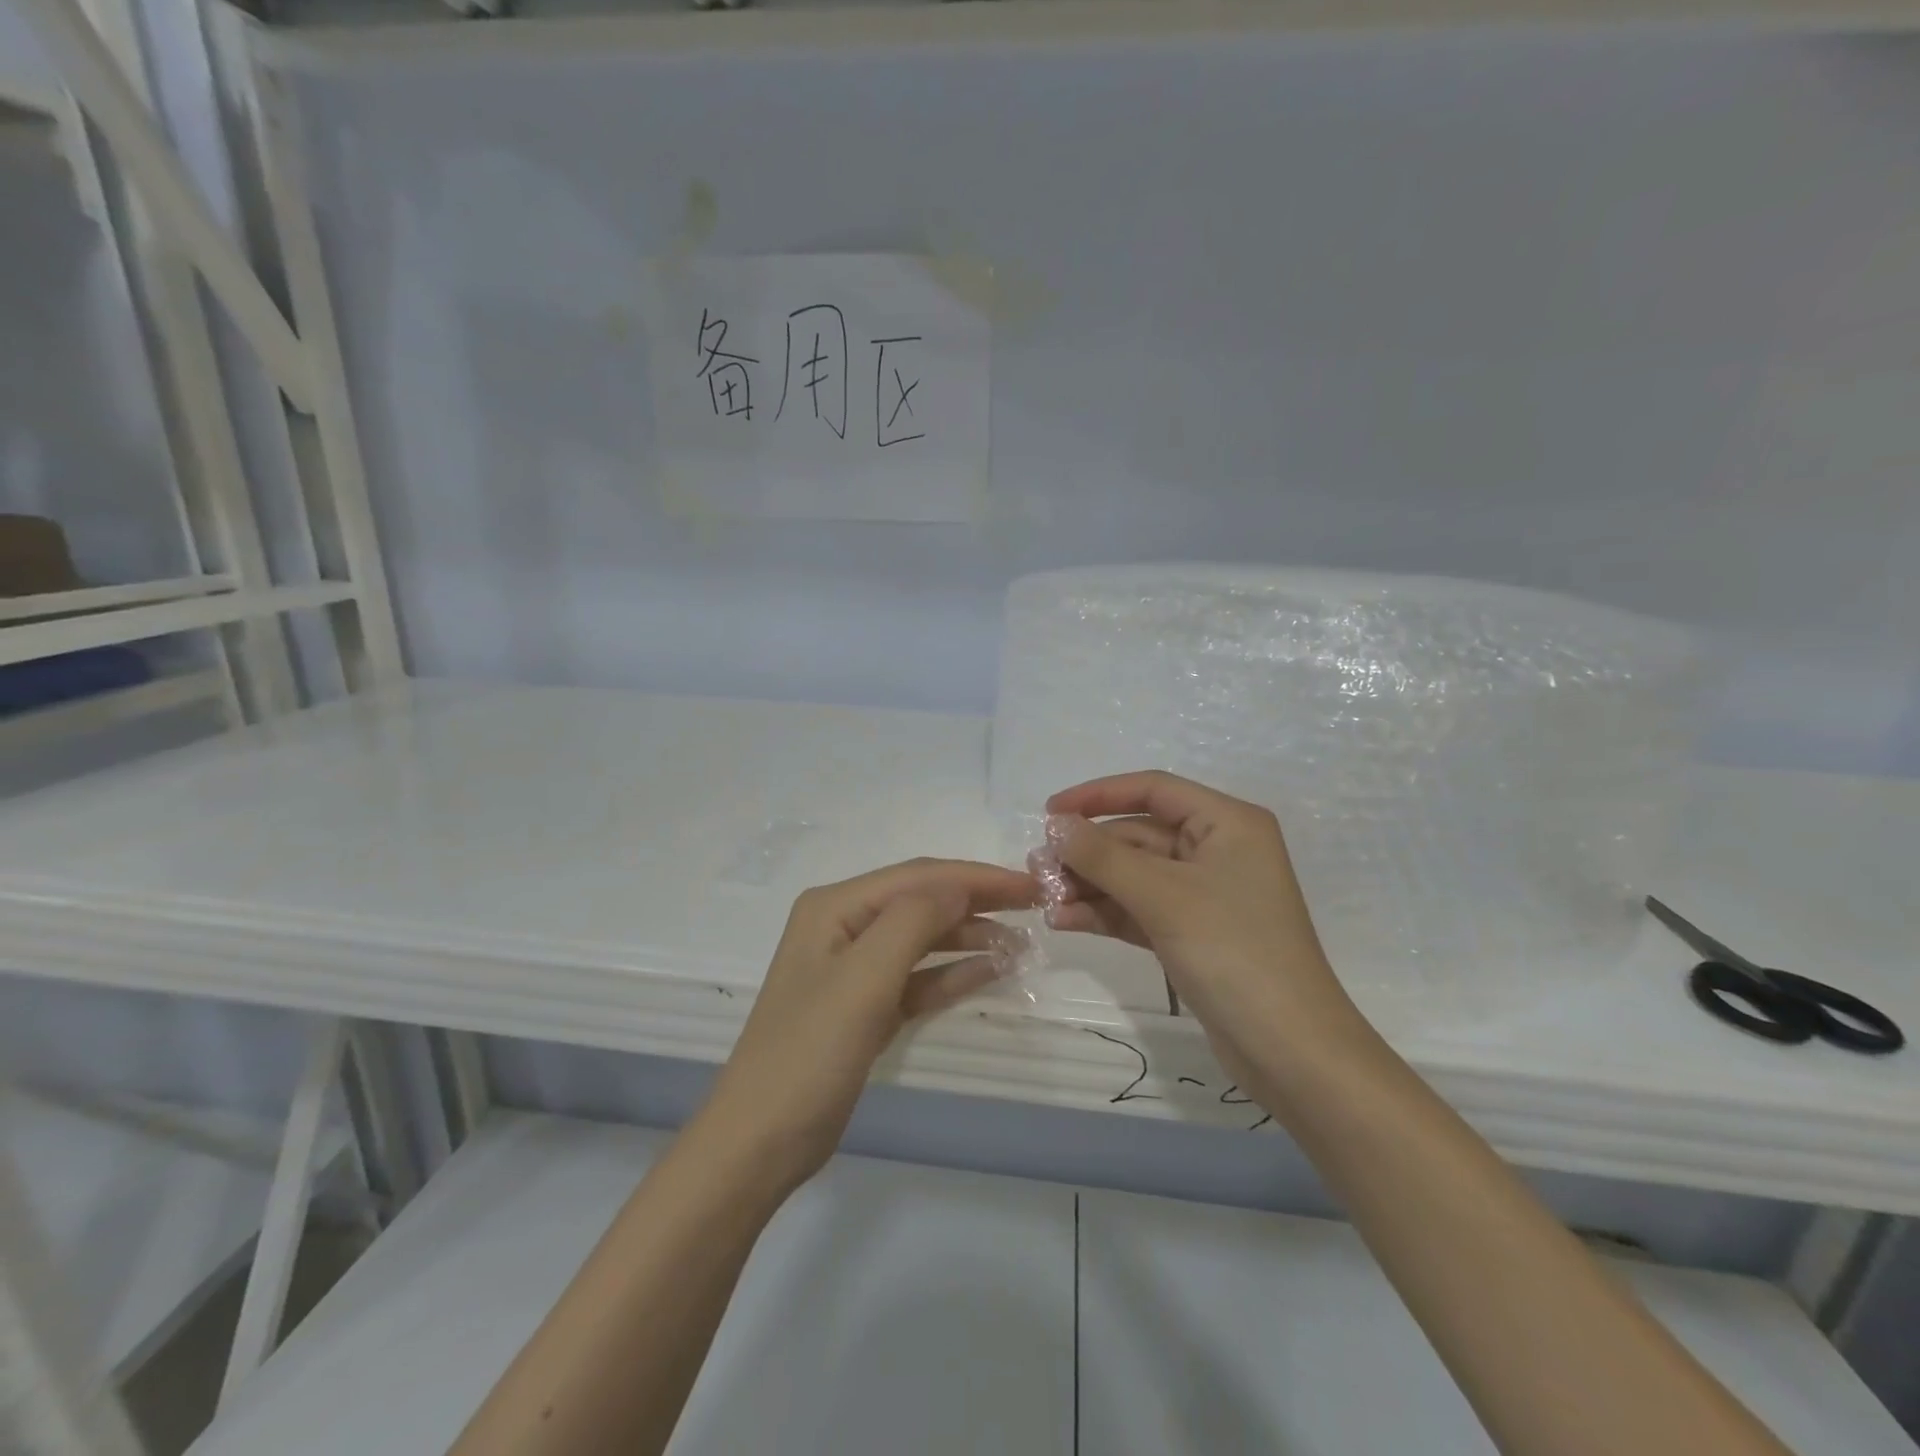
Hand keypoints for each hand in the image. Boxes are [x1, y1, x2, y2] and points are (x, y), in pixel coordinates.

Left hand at [702, 858, 1036, 1191]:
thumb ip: (914, 921)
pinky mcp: (866, 1007)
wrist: (760, 1142)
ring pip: (923, 939)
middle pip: (922, 901)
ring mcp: (854, 968)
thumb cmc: (809, 1051)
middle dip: (977, 900)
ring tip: (1021, 945)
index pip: (918, 877)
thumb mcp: (864, 978)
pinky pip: (917, 978)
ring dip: (969, 937)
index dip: (976, 877)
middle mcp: (844, 926)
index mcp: (835, 906)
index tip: (1032, 885)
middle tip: (1036, 907)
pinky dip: (952, 973)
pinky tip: (991, 972)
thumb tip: (960, 886)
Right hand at [1041, 771, 1371, 1100]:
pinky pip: (1140, 909)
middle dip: (1088, 852)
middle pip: (1138, 836)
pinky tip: (1065, 921)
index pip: (1152, 790)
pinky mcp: (1193, 934)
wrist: (1291, 1051)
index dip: (1097, 795)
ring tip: (1043, 897)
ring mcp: (1205, 895)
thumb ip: (1103, 856)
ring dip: (1090, 885)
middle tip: (1037, 869)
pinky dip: (1106, 913)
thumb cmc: (1233, 953)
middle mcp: (1218, 850)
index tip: (1049, 813)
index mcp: (1227, 823)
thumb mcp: (1163, 896)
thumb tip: (1056, 825)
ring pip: (1135, 875)